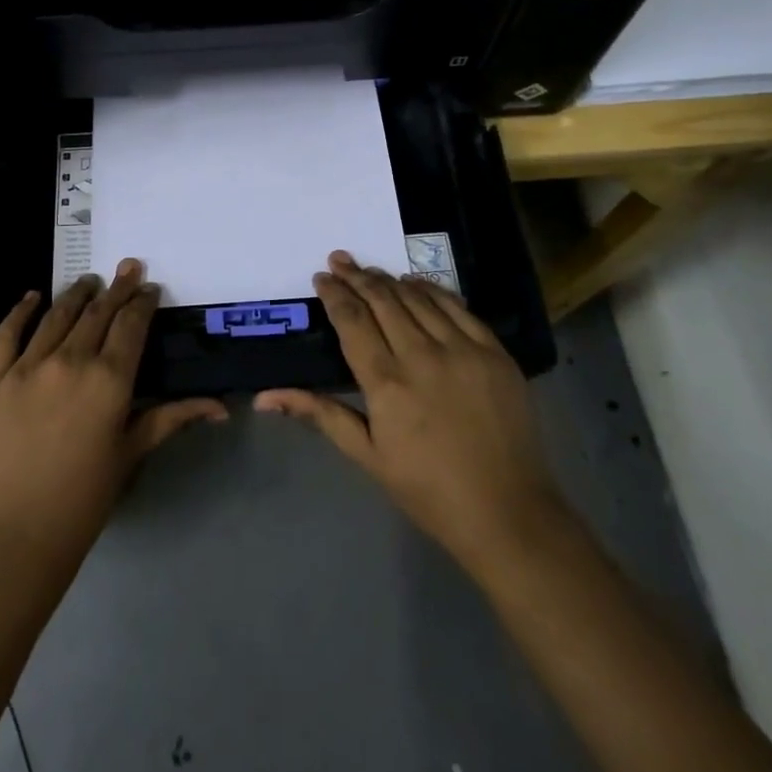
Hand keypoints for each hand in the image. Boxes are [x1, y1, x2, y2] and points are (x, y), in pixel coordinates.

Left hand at [0, 259, 227, 573]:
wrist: (16, 535)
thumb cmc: (84, 499)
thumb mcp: (132, 453)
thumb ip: (172, 419)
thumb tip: (221, 407)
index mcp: (109, 380)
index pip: (130, 326)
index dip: (142, 303)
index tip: (150, 288)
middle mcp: (70, 361)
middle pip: (97, 314)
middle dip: (117, 288)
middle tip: (129, 267)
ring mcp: (27, 366)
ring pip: (56, 316)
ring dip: (76, 293)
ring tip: (89, 280)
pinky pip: (7, 334)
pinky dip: (20, 311)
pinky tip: (31, 297)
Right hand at [256, 251, 564, 583]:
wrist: (508, 511)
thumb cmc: (428, 489)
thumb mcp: (367, 455)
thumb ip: (320, 414)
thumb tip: (264, 397)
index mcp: (387, 383)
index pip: (353, 320)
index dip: (335, 294)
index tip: (321, 277)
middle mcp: (423, 356)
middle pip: (383, 300)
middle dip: (357, 276)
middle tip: (340, 260)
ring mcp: (463, 350)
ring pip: (418, 298)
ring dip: (390, 280)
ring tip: (371, 270)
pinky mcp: (494, 352)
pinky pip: (458, 307)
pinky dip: (432, 290)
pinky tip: (416, 284)